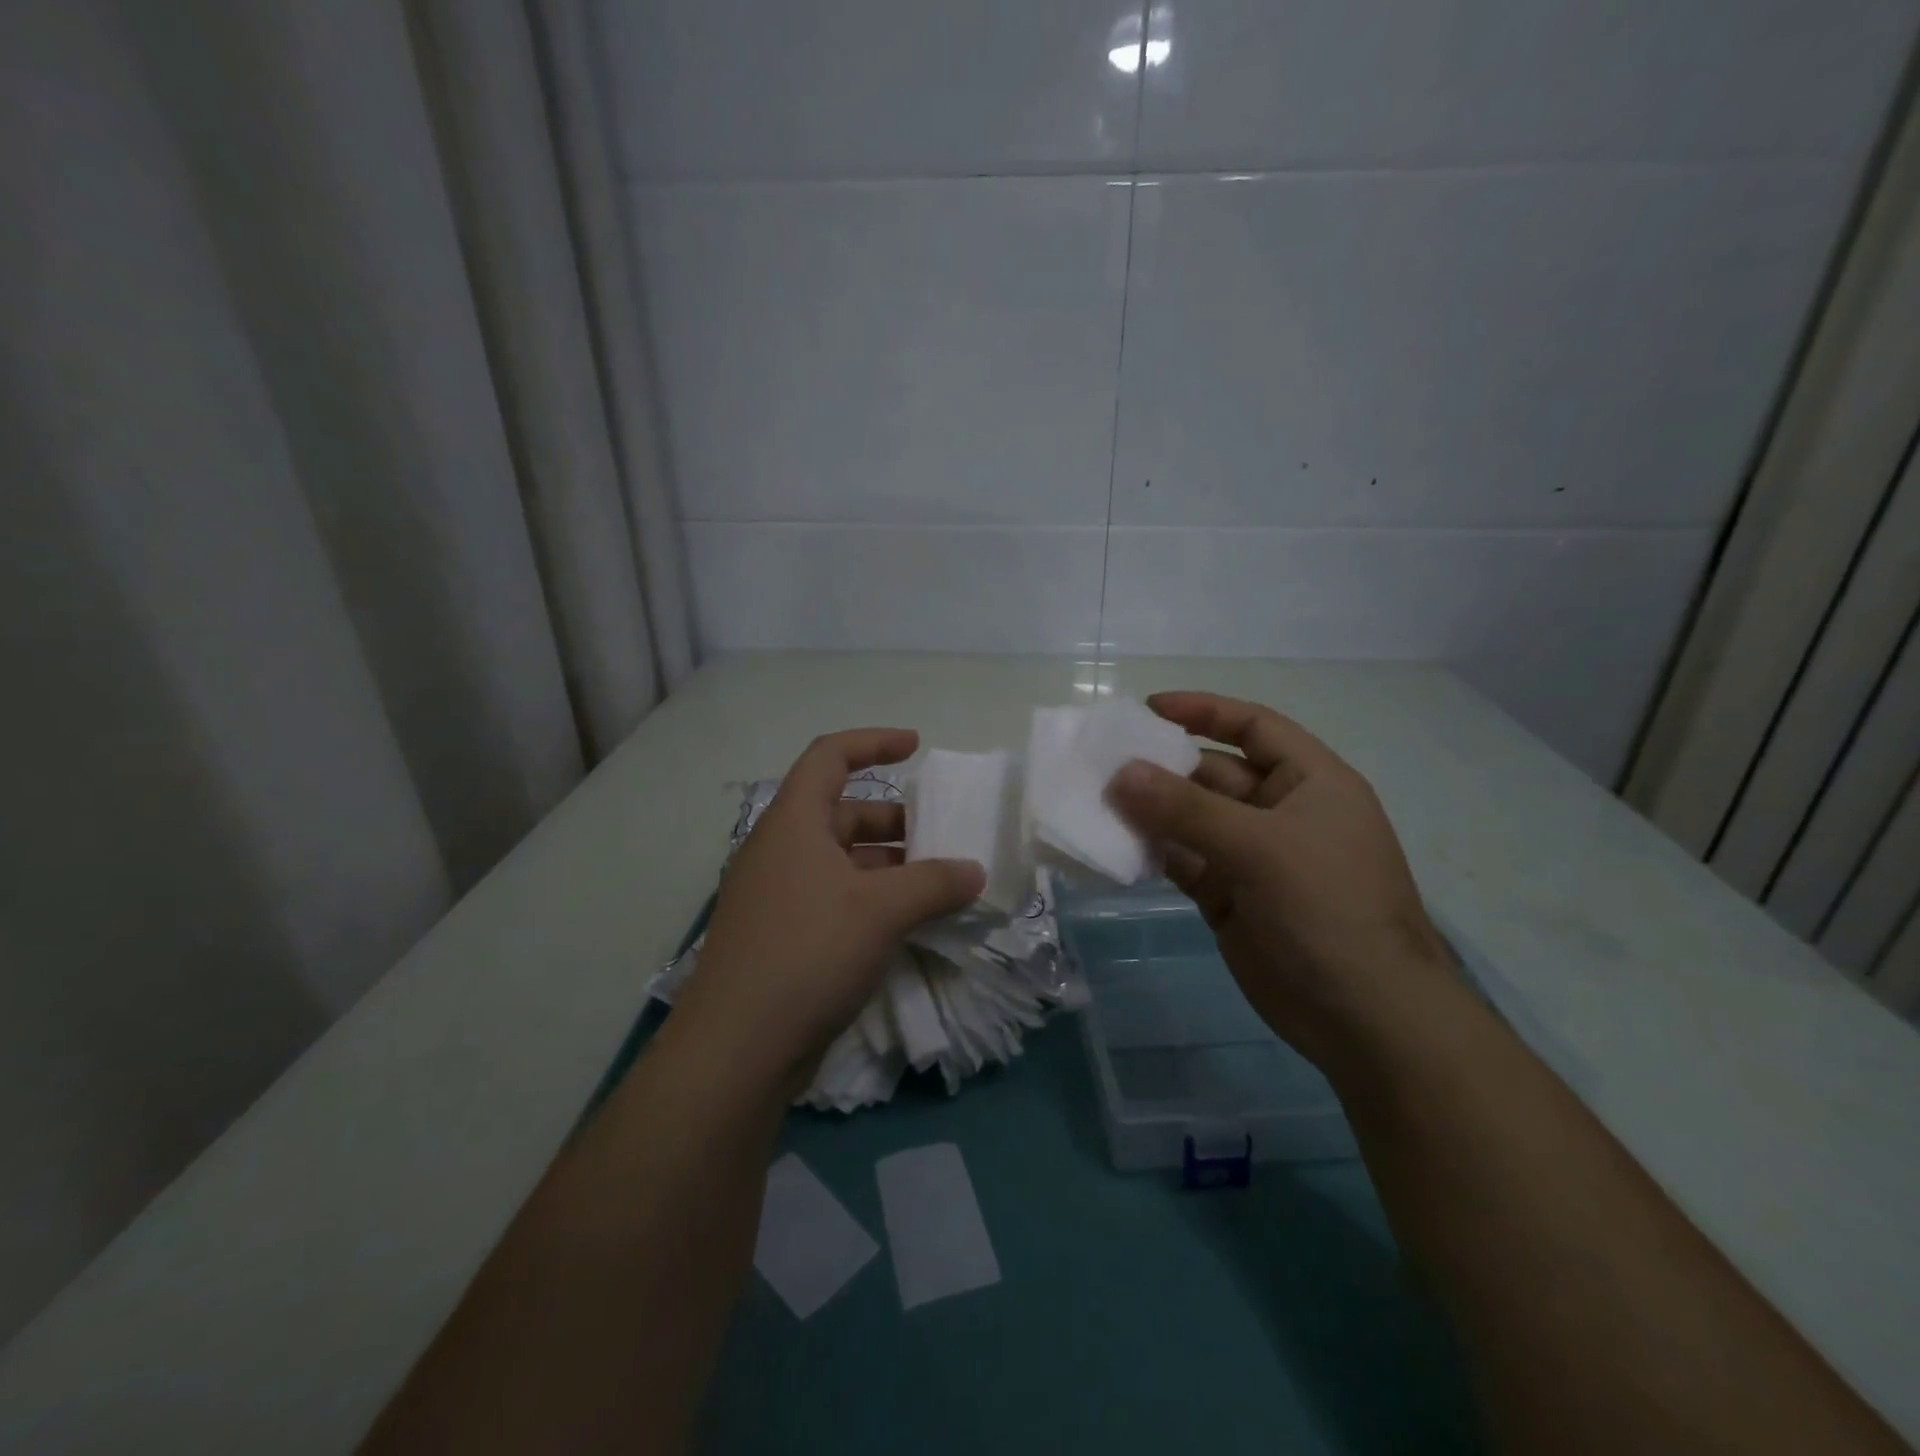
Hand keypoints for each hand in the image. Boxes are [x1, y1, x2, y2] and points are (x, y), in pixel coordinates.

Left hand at [672, 728, 984, 1092]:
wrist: (738, 1049)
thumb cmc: (809, 952)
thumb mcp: (882, 910)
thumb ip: (935, 883)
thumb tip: (975, 872)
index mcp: (793, 823)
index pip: (830, 757)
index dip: (873, 742)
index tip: (916, 747)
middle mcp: (780, 850)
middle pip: (842, 812)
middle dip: (894, 821)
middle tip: (940, 840)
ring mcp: (777, 896)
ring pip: (841, 861)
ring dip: (888, 866)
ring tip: (935, 886)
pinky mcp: (781, 937)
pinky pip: (834, 898)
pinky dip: (871, 900)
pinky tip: (905, 925)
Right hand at [1107, 692, 1462, 1070]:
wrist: (1365, 1019)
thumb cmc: (1328, 910)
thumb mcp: (1261, 847)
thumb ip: (1186, 809)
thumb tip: (1121, 773)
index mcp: (1309, 782)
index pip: (1253, 727)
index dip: (1204, 711)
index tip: (1147, 709)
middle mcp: (1280, 812)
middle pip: (1212, 774)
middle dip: (1162, 767)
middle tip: (1103, 763)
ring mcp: (1252, 857)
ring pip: (1191, 820)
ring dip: (1149, 810)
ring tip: (1096, 800)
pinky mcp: (1229, 897)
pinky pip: (1182, 860)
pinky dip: (1152, 851)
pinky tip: (1113, 845)